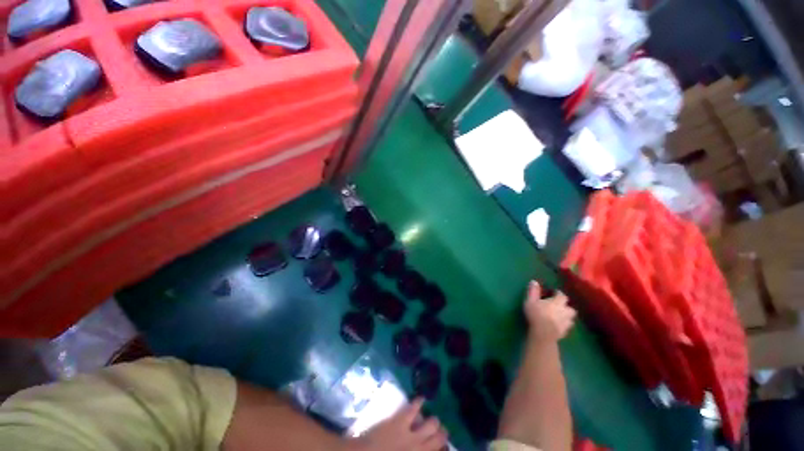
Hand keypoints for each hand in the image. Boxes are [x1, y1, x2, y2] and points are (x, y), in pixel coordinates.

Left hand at [350, 398, 447, 450]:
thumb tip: (422, 446)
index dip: (444, 448)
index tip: (444, 447)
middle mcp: (420, 449)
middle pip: (440, 438)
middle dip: (442, 434)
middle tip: (440, 432)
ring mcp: (411, 435)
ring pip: (432, 424)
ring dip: (433, 422)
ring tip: (432, 420)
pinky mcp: (401, 421)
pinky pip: (414, 408)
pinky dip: (419, 401)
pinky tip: (421, 399)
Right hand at [523, 281, 576, 342]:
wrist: (543, 333)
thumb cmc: (536, 314)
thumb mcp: (531, 300)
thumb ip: (533, 291)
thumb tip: (534, 281)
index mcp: (557, 302)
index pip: (562, 295)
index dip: (559, 293)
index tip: (554, 292)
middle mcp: (565, 311)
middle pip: (570, 308)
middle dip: (566, 306)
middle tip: (559, 306)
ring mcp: (566, 322)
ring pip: (570, 318)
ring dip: (567, 316)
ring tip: (560, 316)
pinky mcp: (565, 332)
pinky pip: (567, 327)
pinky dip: (564, 325)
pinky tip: (558, 326)